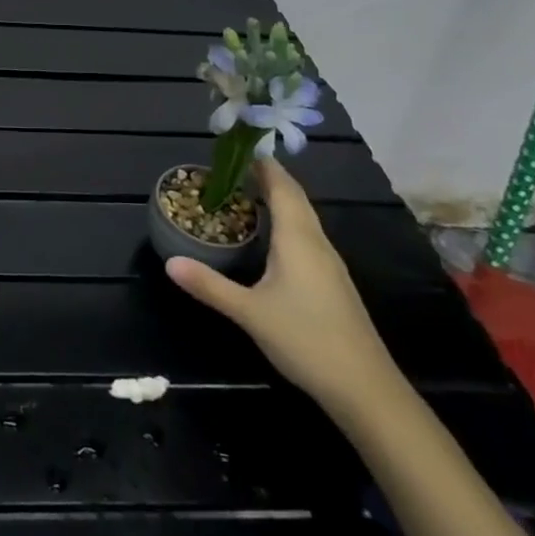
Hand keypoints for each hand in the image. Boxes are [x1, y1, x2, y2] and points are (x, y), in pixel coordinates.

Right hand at [165, 159, 399, 415]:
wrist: (365, 389)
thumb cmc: (306, 339)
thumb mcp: (249, 312)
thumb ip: (209, 285)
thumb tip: (169, 262)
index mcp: (298, 238)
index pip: (281, 187)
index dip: (263, 164)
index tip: (240, 146)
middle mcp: (316, 242)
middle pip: (295, 197)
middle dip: (269, 177)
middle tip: (236, 166)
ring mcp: (329, 264)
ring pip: (304, 217)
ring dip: (280, 199)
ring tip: (249, 193)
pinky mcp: (334, 283)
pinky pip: (307, 236)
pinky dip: (287, 222)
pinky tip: (273, 238)